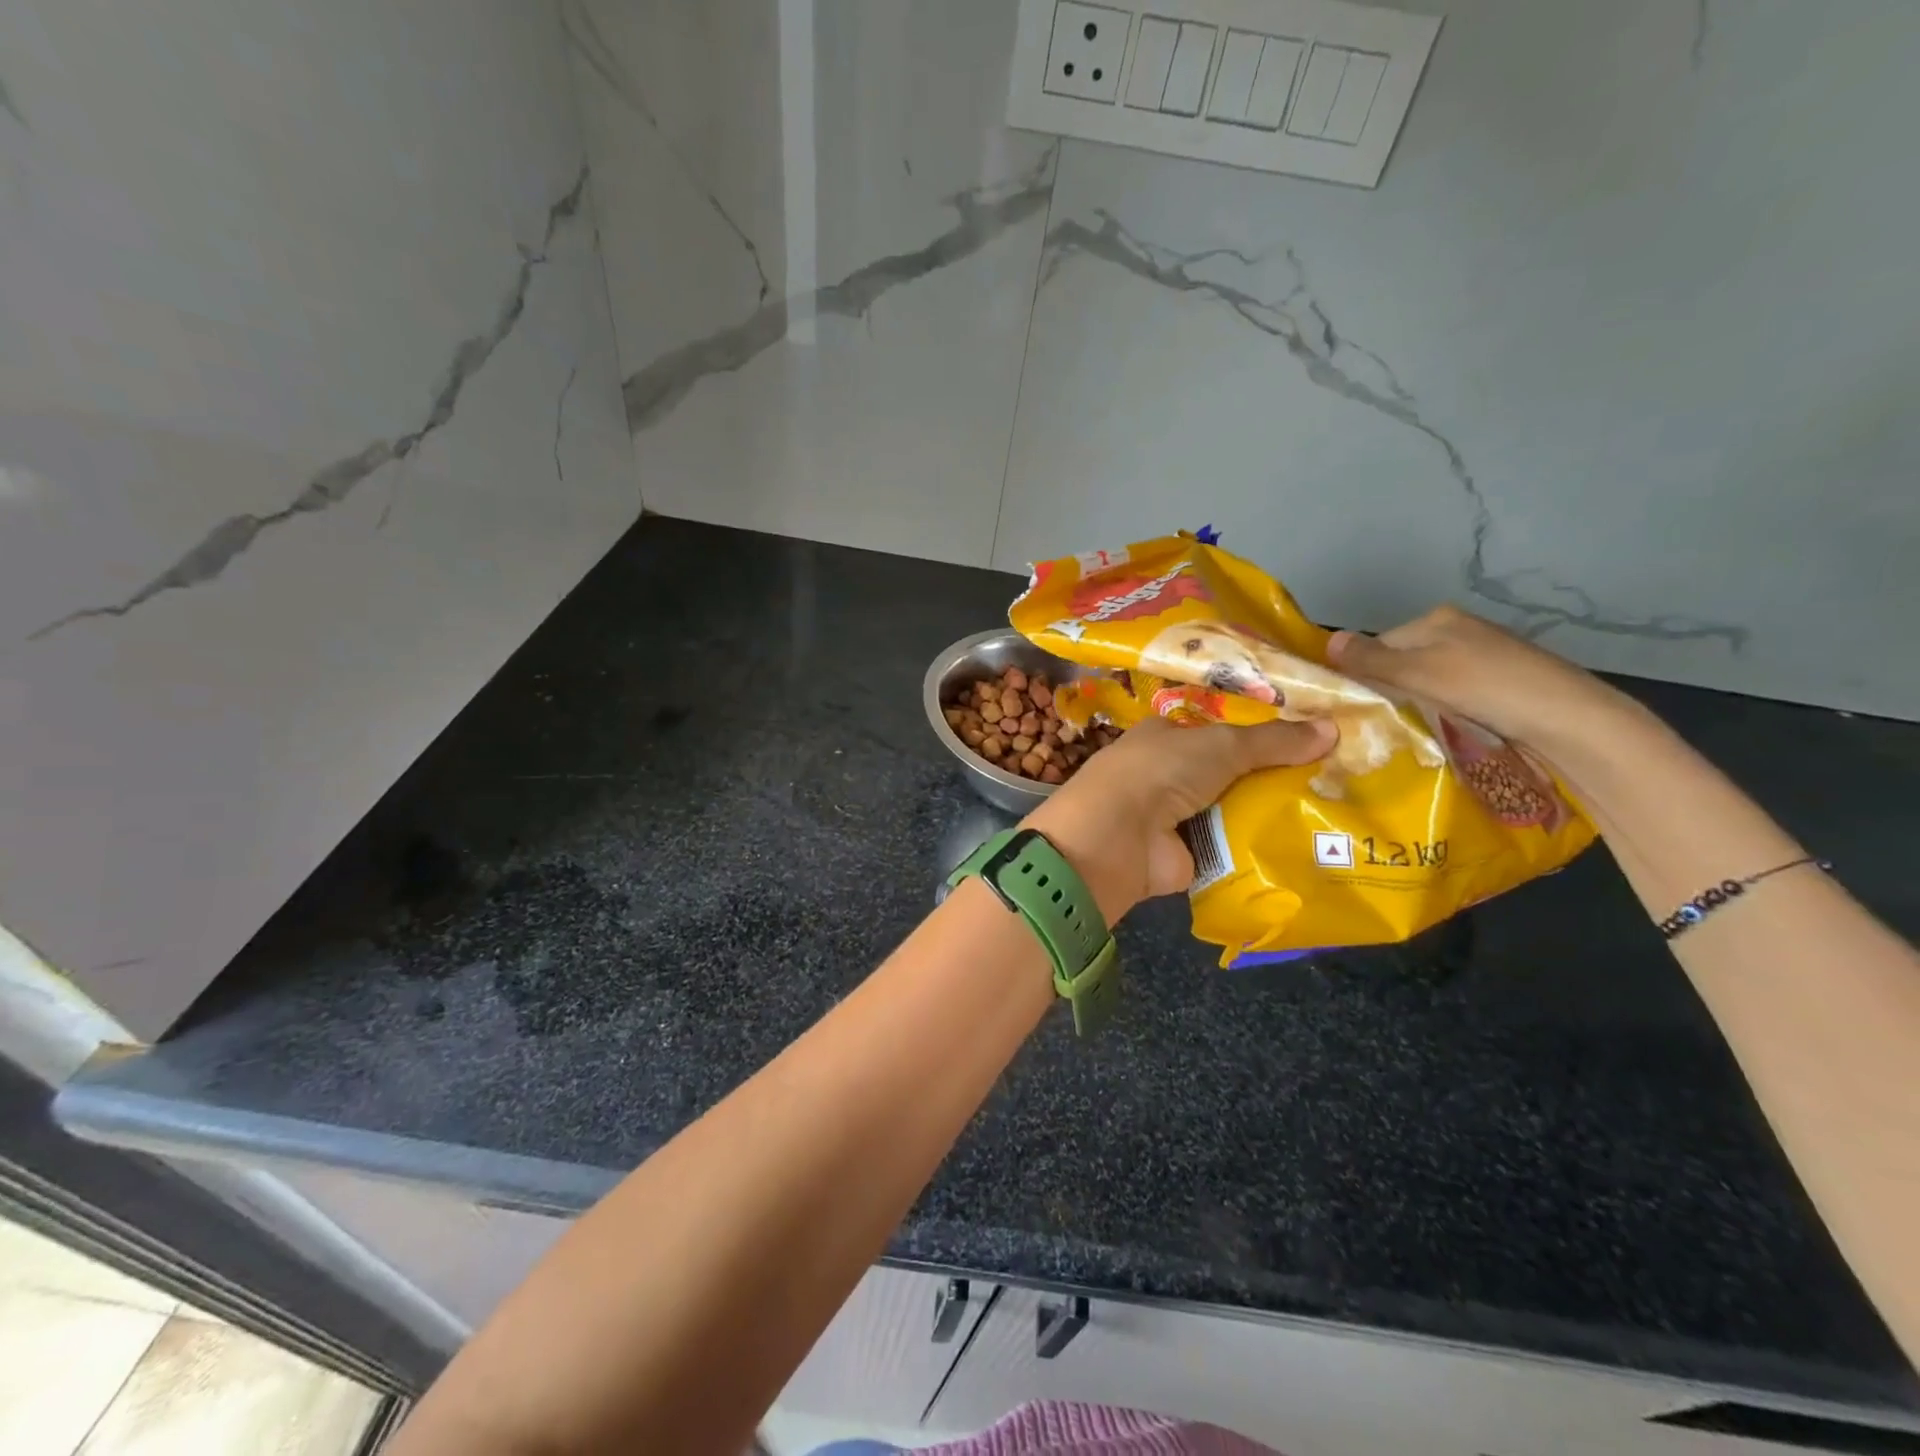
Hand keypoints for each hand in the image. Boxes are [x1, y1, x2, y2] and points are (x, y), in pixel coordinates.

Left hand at [1024, 714, 1334, 923]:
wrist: (1119, 836)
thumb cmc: (1162, 771)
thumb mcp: (1222, 744)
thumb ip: (1274, 740)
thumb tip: (1333, 728)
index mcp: (1166, 736)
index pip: (1219, 731)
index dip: (1260, 736)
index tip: (1311, 742)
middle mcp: (1169, 773)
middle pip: (1231, 773)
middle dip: (1274, 778)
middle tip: (1336, 782)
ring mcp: (1176, 816)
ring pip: (1234, 810)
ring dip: (1272, 815)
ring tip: (1335, 816)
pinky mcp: (1186, 855)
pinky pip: (1232, 848)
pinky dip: (1260, 848)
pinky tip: (1308, 849)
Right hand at [1326, 605, 1644, 760]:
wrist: (1570, 721)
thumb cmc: (1488, 688)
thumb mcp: (1420, 673)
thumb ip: (1371, 660)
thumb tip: (1326, 642)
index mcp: (1436, 619)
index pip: (1377, 645)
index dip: (1362, 675)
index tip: (1357, 707)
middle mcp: (1458, 632)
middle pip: (1400, 664)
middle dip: (1388, 692)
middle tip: (1381, 724)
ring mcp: (1481, 659)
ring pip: (1424, 684)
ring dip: (1414, 706)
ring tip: (1409, 731)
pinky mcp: (1499, 686)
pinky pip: (1449, 697)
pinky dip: (1441, 713)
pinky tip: (1443, 730)